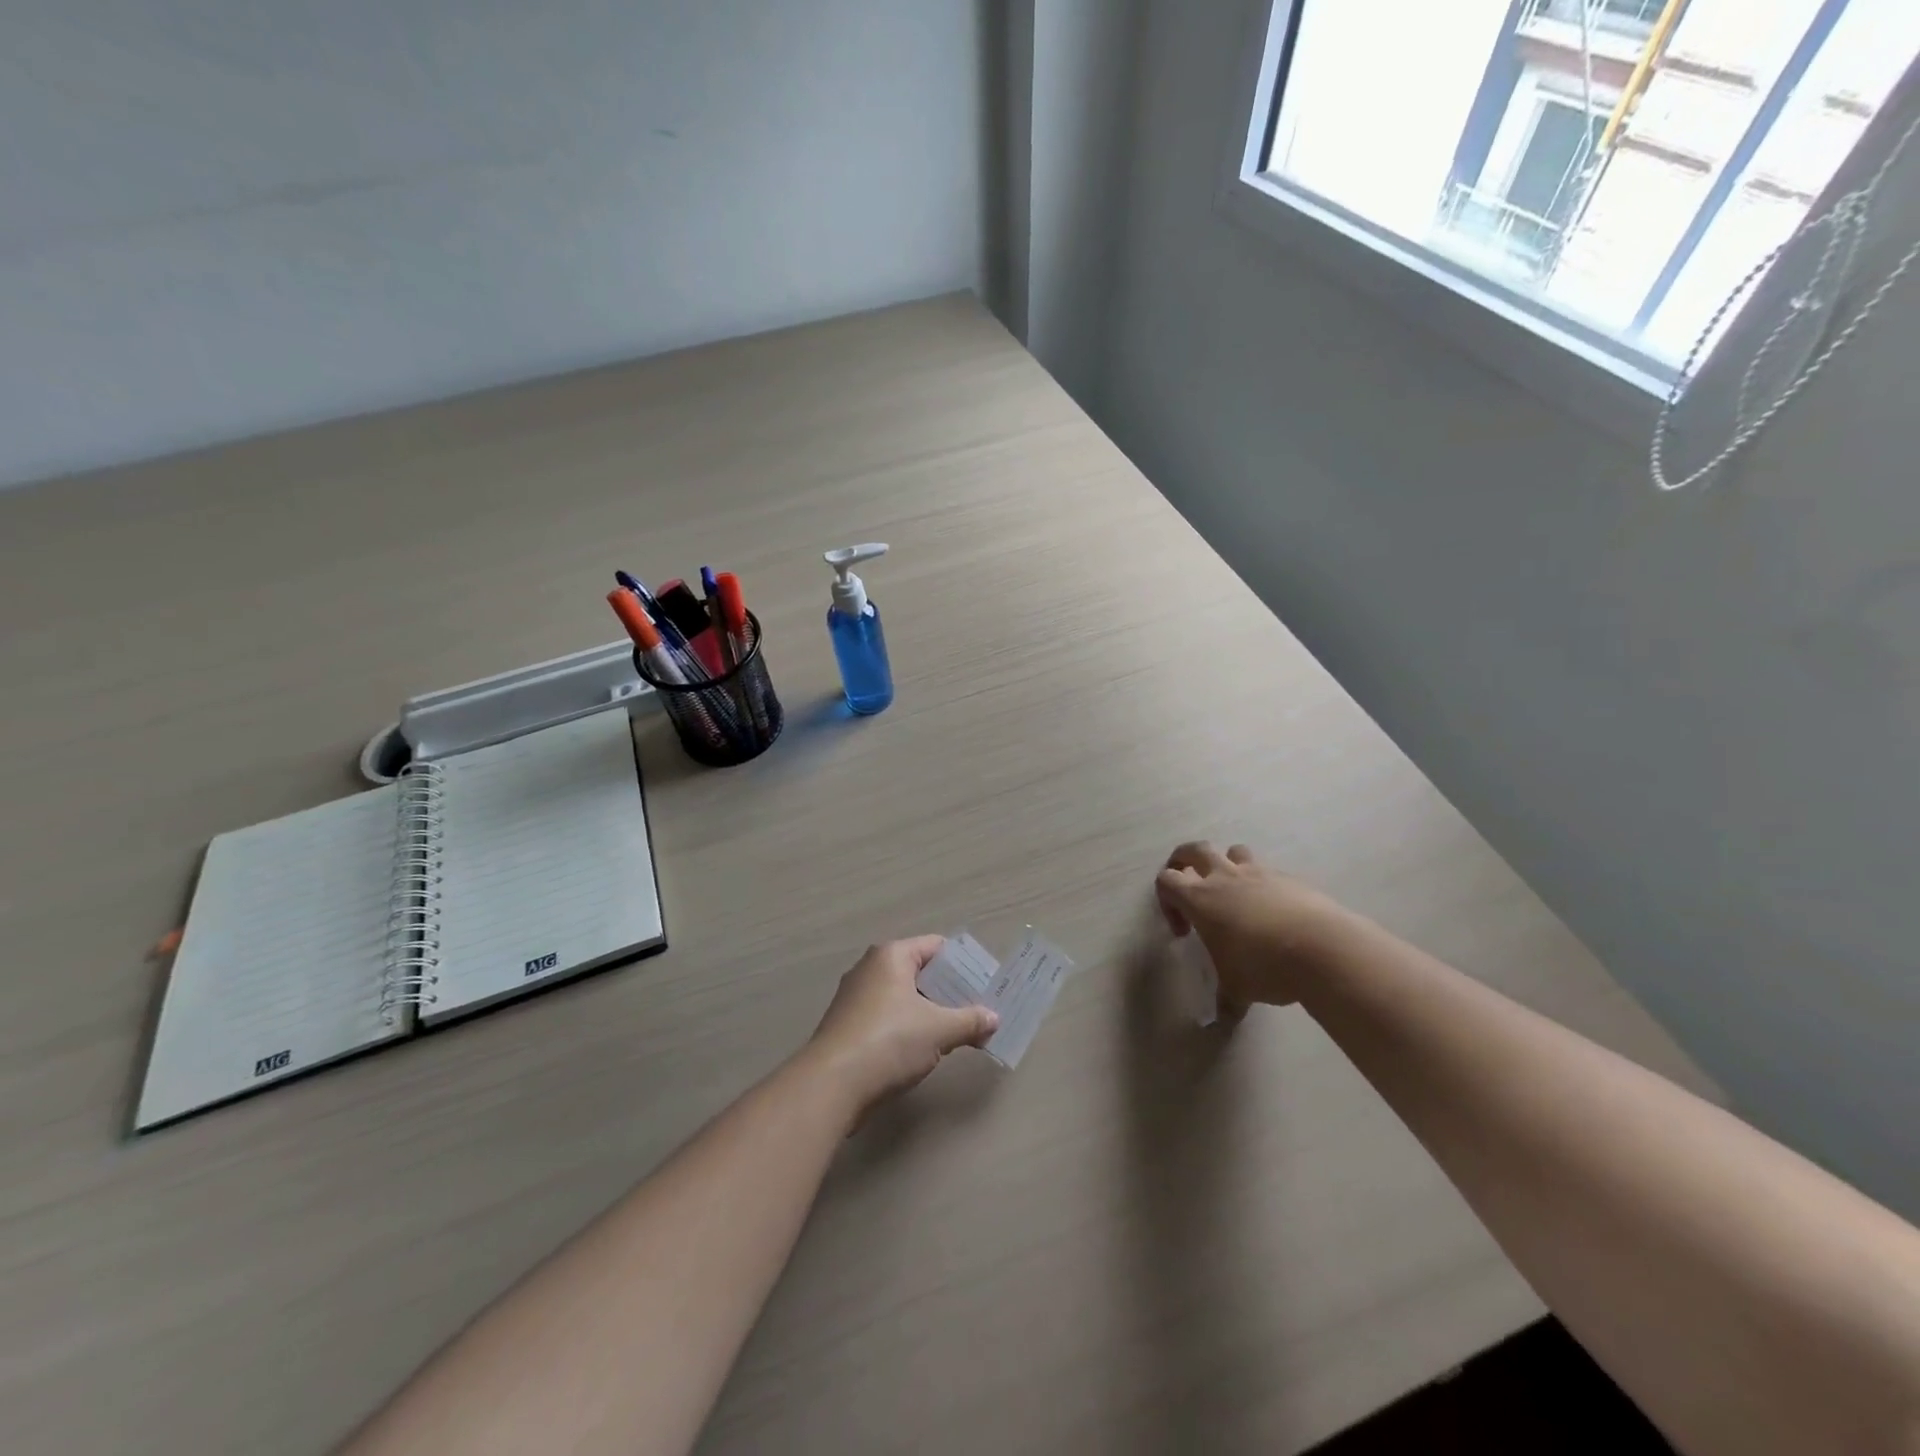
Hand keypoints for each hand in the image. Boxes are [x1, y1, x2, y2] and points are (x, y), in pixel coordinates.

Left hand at [804, 937, 998, 1118]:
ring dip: (931, 1012)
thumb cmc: (889, 1042)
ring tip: (958, 1032)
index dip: (963, 965)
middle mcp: (870, 968)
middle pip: (920, 972)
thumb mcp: (938, 1030)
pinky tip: (926, 1050)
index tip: (986, 985)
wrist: (831, 1085)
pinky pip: (888, 1017)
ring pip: (904, 997)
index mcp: (891, 955)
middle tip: (978, 1010)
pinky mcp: (848, 1026)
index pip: (936, 947)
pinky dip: (909, 1027)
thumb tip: (994, 1018)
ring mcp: (855, 997)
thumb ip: (970, 1021)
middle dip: (950, 992)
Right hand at [1155, 842, 1351, 1011]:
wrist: (1322, 948)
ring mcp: (1258, 873)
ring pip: (1233, 851)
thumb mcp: (1237, 989)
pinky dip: (1263, 883)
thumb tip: (1221, 1022)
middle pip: (1194, 850)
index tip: (1184, 931)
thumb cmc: (1263, 966)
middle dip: (1184, 860)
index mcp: (1200, 899)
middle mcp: (1225, 877)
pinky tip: (1274, 911)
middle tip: (1189, 883)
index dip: (1167, 901)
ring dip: (1227, 864)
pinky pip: (1267, 870)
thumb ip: (1225, 1000)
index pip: (1166, 880)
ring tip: (1234, 891)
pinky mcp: (1289, 878)